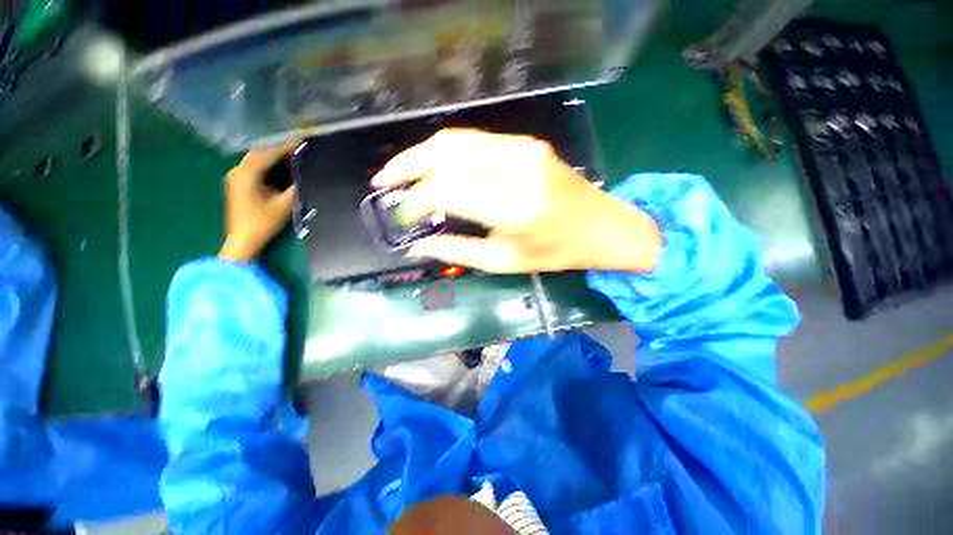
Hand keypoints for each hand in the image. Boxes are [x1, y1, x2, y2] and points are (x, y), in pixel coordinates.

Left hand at [218, 144, 297, 262]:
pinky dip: (266, 163)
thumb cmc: (263, 222)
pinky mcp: (238, 184)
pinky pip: (253, 166)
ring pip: (255, 158)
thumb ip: (297, 188)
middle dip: (278, 148)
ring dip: (272, 155)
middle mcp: (238, 171)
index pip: (269, 154)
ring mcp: (236, 177)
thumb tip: (307, 175)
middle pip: (260, 153)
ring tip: (290, 154)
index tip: (302, 142)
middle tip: (298, 147)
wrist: (243, 239)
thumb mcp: (285, 205)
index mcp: (247, 174)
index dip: (286, 147)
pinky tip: (277, 165)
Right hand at [372, 129, 660, 273]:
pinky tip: (434, 167)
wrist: (601, 226)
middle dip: (408, 164)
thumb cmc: (555, 253)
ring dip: (423, 153)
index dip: (418, 200)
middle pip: (447, 151)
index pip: (448, 188)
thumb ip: (457, 251)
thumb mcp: (505, 261)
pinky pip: (475, 140)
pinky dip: (447, 152)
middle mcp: (518, 168)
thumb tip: (417, 247)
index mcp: (515, 205)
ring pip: (458, 139)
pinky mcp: (526, 143)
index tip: (405, 216)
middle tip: (384, 181)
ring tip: (401, 173)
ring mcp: (523, 148)